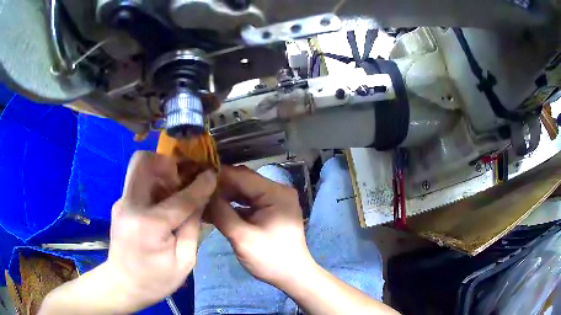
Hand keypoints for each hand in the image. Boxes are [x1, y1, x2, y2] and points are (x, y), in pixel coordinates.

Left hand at [106, 151, 215, 308]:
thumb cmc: (156, 280)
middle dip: (167, 163)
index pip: (180, 197)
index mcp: (149, 225)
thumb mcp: (184, 261)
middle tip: (182, 180)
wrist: (123, 285)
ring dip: (160, 173)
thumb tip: (201, 198)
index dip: (200, 185)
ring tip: (174, 193)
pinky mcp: (120, 204)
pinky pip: (138, 182)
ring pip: (140, 168)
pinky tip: (162, 204)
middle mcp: (130, 205)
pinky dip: (153, 185)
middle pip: (143, 161)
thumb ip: (192, 226)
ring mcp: (121, 202)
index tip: (212, 174)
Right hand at [207, 166, 315, 288]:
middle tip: (195, 190)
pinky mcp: (270, 210)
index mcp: (275, 193)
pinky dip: (231, 205)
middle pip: (242, 181)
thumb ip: (221, 212)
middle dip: (219, 186)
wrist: (292, 276)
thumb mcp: (242, 238)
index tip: (195, 177)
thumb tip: (202, 193)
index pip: (241, 175)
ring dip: (223, 196)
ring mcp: (274, 200)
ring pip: (243, 191)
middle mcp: (277, 191)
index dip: (217, 175)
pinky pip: (247, 202)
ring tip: (200, 199)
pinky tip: (213, 210)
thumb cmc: (270, 259)